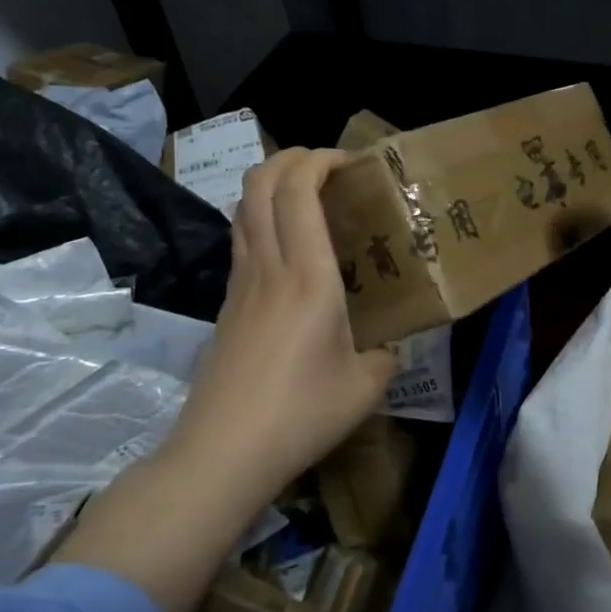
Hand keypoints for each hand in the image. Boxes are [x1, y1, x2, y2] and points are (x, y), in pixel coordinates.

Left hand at [176, 147, 398, 484]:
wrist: (223, 453)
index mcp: (308, 277)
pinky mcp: (226, 304)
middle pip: (260, 183)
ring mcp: (240, 284)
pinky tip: (289, 250)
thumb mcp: (365, 386)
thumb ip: (385, 354)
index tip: (350, 162)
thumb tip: (387, 346)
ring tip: (308, 199)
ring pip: (243, 208)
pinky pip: (241, 240)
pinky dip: (262, 219)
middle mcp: (268, 267)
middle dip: (291, 158)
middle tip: (327, 168)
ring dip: (272, 185)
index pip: (298, 191)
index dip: (319, 159)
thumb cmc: (301, 414)